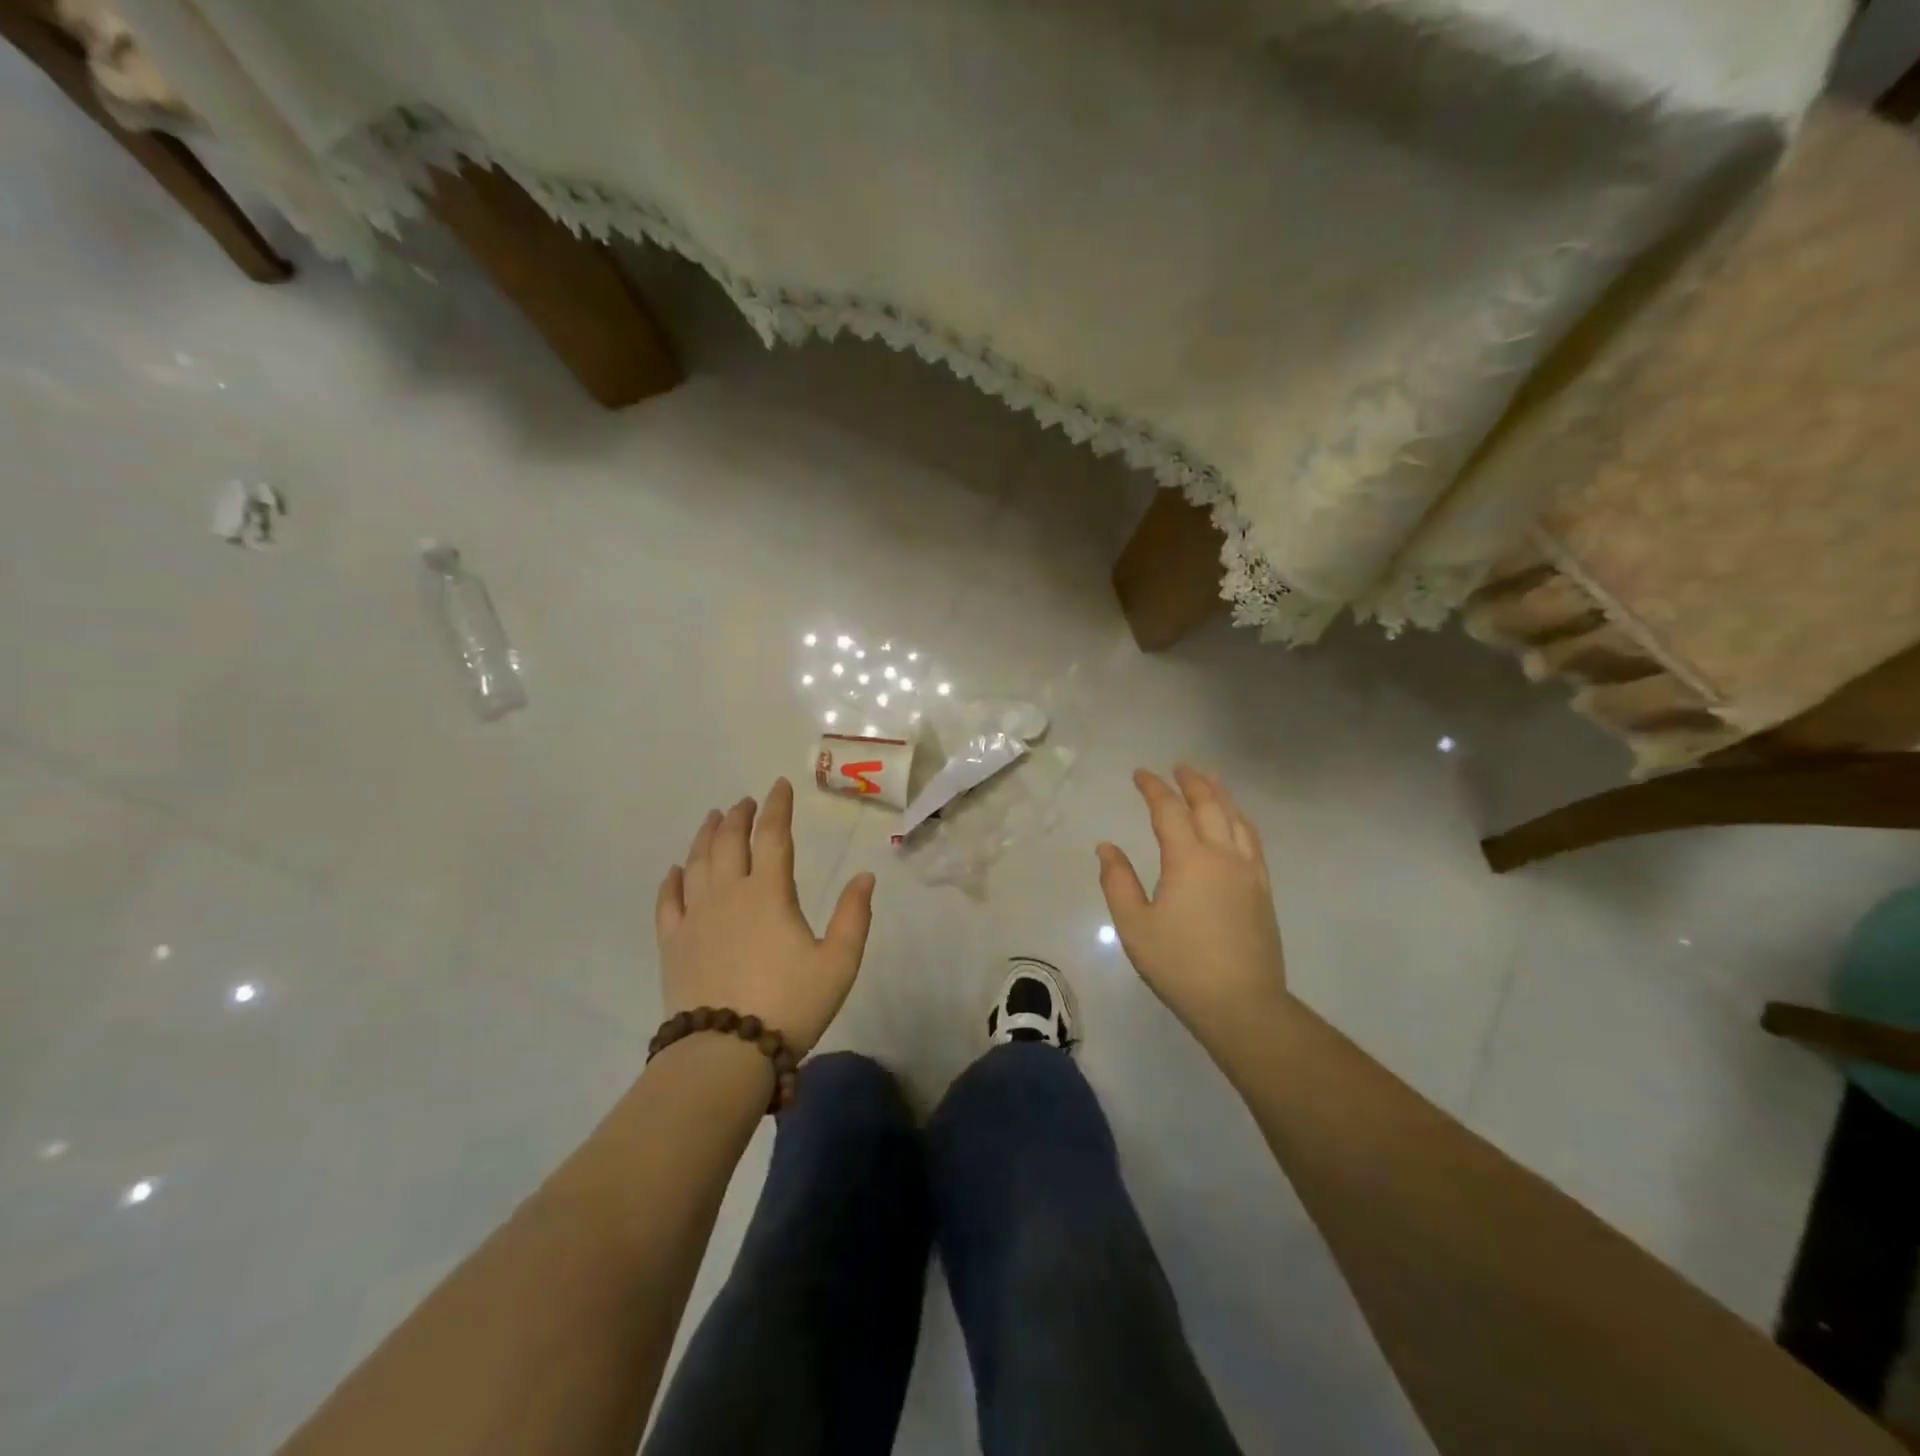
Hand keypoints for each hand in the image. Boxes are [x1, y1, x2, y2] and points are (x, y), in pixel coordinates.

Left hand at [655, 778, 875, 1054]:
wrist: (726, 1052)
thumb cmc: (790, 1004)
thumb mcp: (839, 962)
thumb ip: (854, 916)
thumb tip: (865, 875)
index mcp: (769, 893)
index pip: (773, 836)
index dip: (777, 807)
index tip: (778, 785)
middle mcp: (728, 894)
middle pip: (730, 842)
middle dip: (738, 816)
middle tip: (744, 801)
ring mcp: (696, 917)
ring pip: (697, 863)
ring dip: (706, 836)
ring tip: (712, 819)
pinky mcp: (673, 943)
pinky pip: (668, 902)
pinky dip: (672, 881)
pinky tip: (675, 870)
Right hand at [1096, 766, 1288, 1039]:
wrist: (1241, 1003)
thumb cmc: (1179, 964)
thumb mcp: (1134, 925)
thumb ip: (1118, 881)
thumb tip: (1107, 847)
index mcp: (1188, 859)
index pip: (1169, 809)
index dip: (1153, 787)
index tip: (1140, 774)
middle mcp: (1222, 855)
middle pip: (1210, 804)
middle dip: (1192, 782)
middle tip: (1178, 768)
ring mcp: (1248, 872)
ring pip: (1236, 819)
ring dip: (1221, 795)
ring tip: (1210, 781)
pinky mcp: (1262, 890)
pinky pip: (1252, 841)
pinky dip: (1240, 821)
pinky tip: (1235, 824)